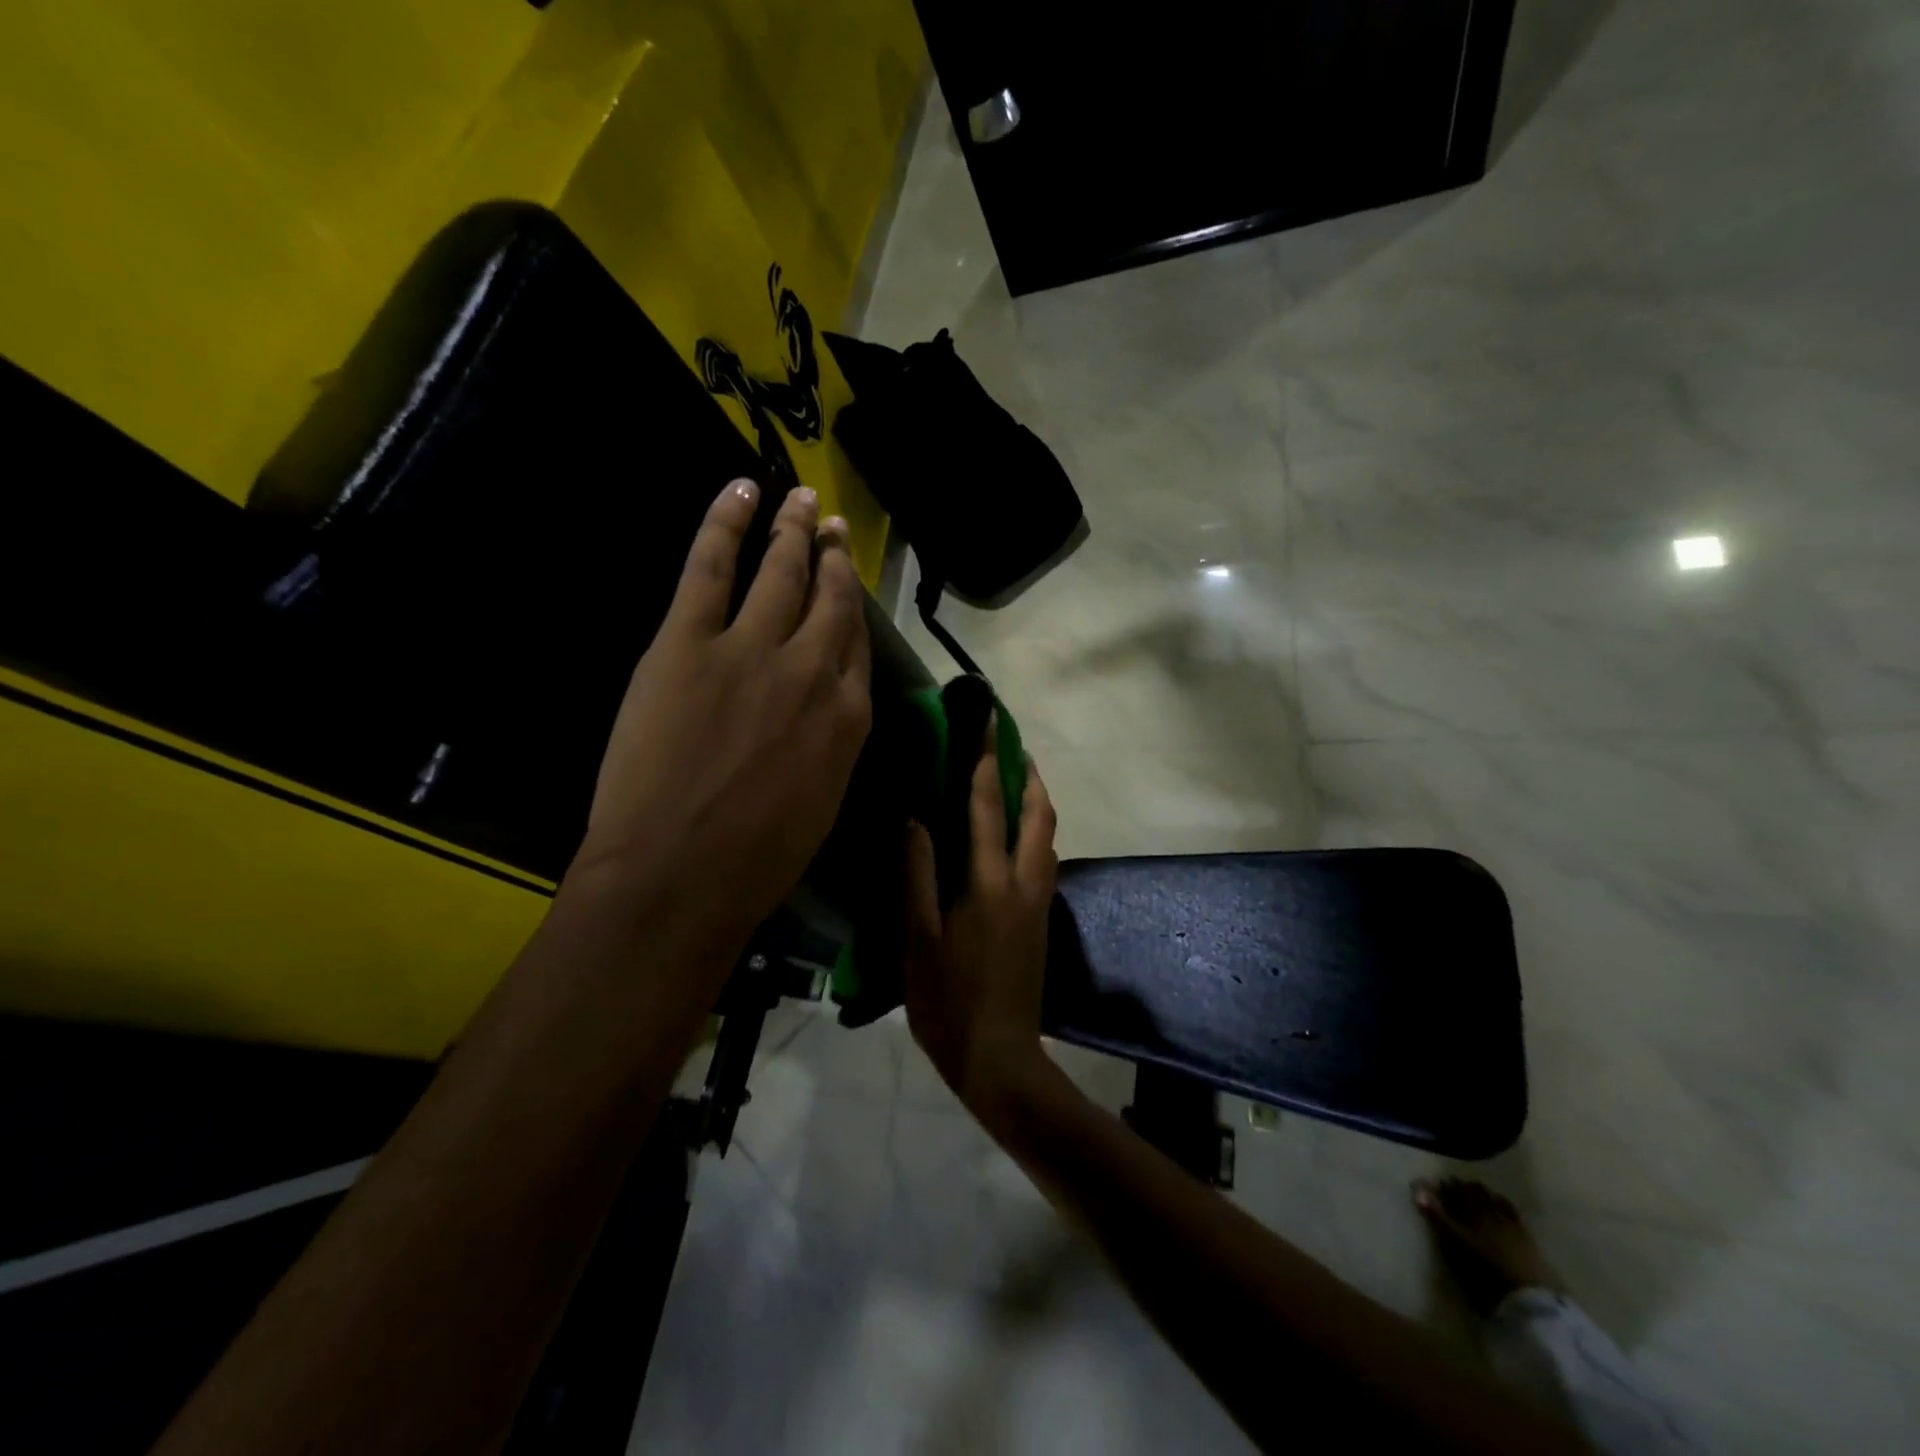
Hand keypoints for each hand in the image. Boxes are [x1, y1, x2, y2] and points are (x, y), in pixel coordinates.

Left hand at [571, 479, 871, 965]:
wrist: (680, 876)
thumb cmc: (756, 860)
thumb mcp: (822, 802)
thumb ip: (831, 744)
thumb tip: (825, 711)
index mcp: (848, 717)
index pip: (857, 645)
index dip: (852, 609)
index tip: (846, 585)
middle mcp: (814, 670)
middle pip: (831, 598)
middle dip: (834, 557)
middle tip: (833, 527)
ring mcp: (752, 649)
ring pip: (781, 571)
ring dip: (794, 530)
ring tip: (801, 501)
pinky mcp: (690, 642)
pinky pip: (711, 566)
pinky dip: (726, 522)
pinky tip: (741, 490)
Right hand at [903, 728, 1058, 1116]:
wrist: (999, 1058)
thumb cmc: (947, 1001)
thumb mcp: (917, 939)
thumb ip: (917, 875)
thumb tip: (915, 820)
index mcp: (988, 883)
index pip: (989, 806)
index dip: (987, 760)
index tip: (989, 723)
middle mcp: (1024, 882)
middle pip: (1038, 813)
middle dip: (1029, 772)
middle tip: (1012, 745)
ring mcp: (1039, 901)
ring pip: (1048, 835)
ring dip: (1036, 800)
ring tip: (1016, 780)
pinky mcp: (1043, 919)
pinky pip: (1045, 857)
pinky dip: (1035, 830)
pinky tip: (1015, 835)